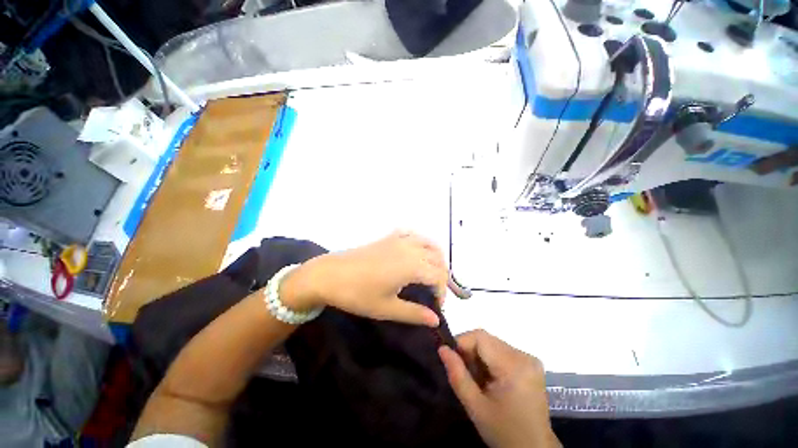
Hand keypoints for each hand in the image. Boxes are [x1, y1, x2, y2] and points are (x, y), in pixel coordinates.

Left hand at [281, 231, 446, 326]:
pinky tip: (416, 250)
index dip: (442, 292)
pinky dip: (420, 240)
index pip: (439, 276)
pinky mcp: (389, 237)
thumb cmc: (358, 294)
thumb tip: (436, 320)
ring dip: (436, 256)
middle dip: (442, 275)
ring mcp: (399, 240)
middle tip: (434, 292)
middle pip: (437, 259)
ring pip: (428, 242)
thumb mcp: (387, 308)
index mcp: (411, 266)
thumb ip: (414, 313)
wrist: (330, 275)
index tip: (436, 306)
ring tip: (432, 271)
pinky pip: (411, 233)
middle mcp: (410, 249)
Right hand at [439, 330, 559, 447]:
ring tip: (477, 379)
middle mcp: (524, 356)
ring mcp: (529, 359)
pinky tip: (490, 379)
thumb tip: (442, 348)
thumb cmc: (504, 432)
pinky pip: (501, 350)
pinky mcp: (530, 363)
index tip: (451, 359)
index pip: (480, 337)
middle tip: (464, 373)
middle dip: (470, 352)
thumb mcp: (475, 407)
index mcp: (514, 366)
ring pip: (492, 344)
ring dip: (479, 356)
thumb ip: (457, 375)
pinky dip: (490, 360)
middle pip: (486, 339)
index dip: (461, 343)